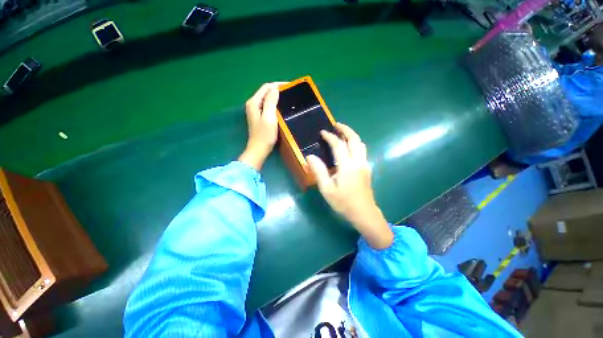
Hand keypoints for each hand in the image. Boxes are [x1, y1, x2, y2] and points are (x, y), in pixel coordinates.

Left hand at [238, 82, 284, 170]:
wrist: (259, 149)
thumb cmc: (265, 135)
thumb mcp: (269, 117)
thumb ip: (271, 101)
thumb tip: (275, 88)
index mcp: (254, 102)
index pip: (266, 87)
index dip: (277, 85)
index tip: (290, 86)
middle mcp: (252, 104)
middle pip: (265, 92)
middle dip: (277, 90)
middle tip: (290, 92)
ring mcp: (255, 111)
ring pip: (266, 98)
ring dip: (276, 97)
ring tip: (288, 98)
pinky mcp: (258, 117)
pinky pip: (267, 105)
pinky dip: (274, 104)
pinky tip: (281, 107)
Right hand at [307, 123, 392, 248]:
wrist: (364, 213)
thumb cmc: (343, 202)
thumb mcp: (327, 189)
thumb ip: (318, 171)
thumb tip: (310, 156)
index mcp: (347, 166)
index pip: (338, 145)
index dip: (330, 136)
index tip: (323, 132)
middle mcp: (358, 161)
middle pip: (354, 139)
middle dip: (345, 129)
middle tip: (336, 125)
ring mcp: (365, 164)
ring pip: (361, 144)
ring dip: (351, 136)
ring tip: (342, 134)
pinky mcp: (367, 169)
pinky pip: (362, 150)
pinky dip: (355, 144)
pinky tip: (348, 148)